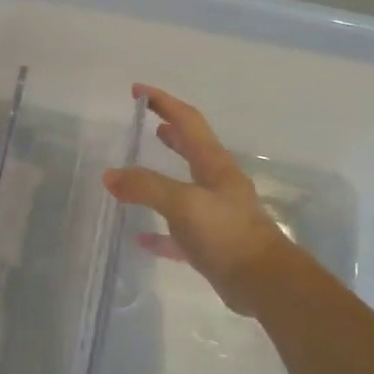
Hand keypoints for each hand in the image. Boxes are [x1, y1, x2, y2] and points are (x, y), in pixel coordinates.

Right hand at [102, 84, 293, 315]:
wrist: (263, 282)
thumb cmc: (226, 234)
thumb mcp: (182, 203)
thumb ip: (145, 186)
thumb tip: (110, 175)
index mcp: (214, 165)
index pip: (187, 122)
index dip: (164, 103)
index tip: (138, 90)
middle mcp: (217, 184)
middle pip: (191, 148)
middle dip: (170, 131)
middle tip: (147, 120)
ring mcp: (215, 214)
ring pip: (184, 187)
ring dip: (163, 173)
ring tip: (138, 168)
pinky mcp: (210, 244)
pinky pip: (177, 231)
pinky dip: (158, 230)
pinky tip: (140, 237)